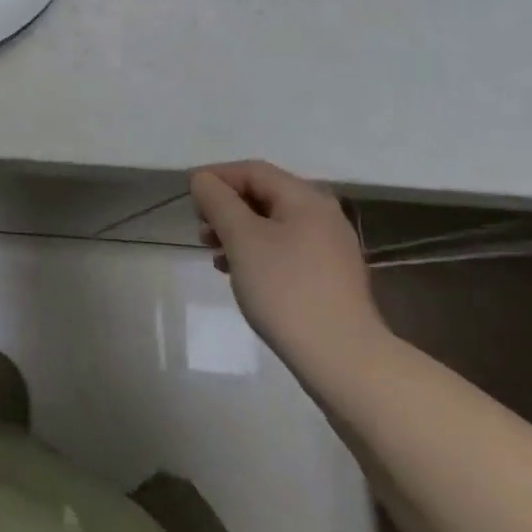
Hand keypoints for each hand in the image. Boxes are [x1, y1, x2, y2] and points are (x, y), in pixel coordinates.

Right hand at [190, 160, 388, 375]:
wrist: (343, 360)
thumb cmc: (286, 290)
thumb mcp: (242, 239)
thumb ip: (218, 201)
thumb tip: (203, 179)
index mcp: (306, 198)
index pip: (252, 171)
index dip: (216, 177)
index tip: (188, 196)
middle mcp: (323, 215)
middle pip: (264, 196)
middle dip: (226, 208)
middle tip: (200, 230)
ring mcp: (330, 248)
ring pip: (273, 225)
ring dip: (238, 232)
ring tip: (214, 255)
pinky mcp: (330, 278)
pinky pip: (285, 249)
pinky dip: (257, 252)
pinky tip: (240, 274)